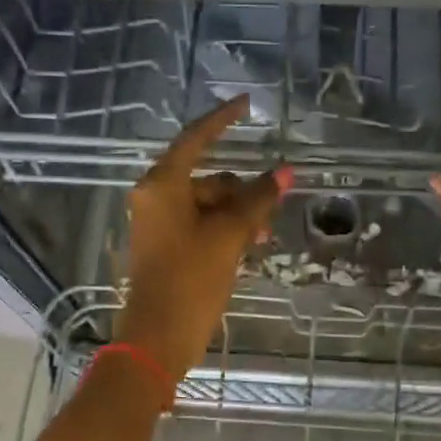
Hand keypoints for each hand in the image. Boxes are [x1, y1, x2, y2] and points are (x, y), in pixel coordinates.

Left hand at [116, 96, 290, 382]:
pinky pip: (201, 224)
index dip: (223, 119)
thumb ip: (257, 200)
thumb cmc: (191, 279)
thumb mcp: (229, 236)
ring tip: (261, 240)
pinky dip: (224, 230)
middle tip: (271, 213)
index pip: (196, 138)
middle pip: (208, 177)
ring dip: (238, 216)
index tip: (247, 104)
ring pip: (208, 204)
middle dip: (242, 192)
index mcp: (162, 185)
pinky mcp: (166, 246)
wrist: (159, 337)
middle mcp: (156, 197)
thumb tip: (285, 172)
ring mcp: (159, 223)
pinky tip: (246, 248)